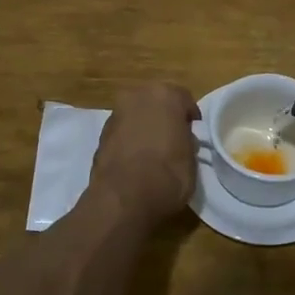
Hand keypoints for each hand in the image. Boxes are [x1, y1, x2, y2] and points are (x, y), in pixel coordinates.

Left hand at [90, 83, 200, 224]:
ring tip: (153, 151)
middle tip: (174, 138)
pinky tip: (136, 160)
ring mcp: (116, 114)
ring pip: (137, 114)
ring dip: (145, 126)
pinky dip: (130, 139)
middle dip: (165, 116)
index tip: (193, 133)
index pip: (184, 99)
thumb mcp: (192, 160)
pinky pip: (123, 131)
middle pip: (157, 101)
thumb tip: (182, 140)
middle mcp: (138, 96)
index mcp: (165, 95)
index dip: (190, 117)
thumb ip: (187, 141)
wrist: (122, 199)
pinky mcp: (101, 134)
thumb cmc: (167, 175)